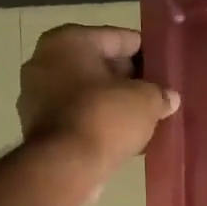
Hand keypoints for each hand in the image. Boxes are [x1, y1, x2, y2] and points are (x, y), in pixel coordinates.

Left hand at [18, 25, 178, 178]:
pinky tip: (123, 136)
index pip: (119, 38)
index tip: (166, 68)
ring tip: (144, 117)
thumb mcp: (146, 100)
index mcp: (68, 41)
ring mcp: (37, 96)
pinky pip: (78, 116)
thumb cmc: (104, 117)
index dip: (147, 53)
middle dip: (128, 80)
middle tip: (157, 94)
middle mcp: (45, 62)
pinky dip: (98, 122)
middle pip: (100, 65)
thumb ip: (160, 93)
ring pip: (88, 93)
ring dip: (113, 103)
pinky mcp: (38, 127)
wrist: (64, 167)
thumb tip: (169, 98)